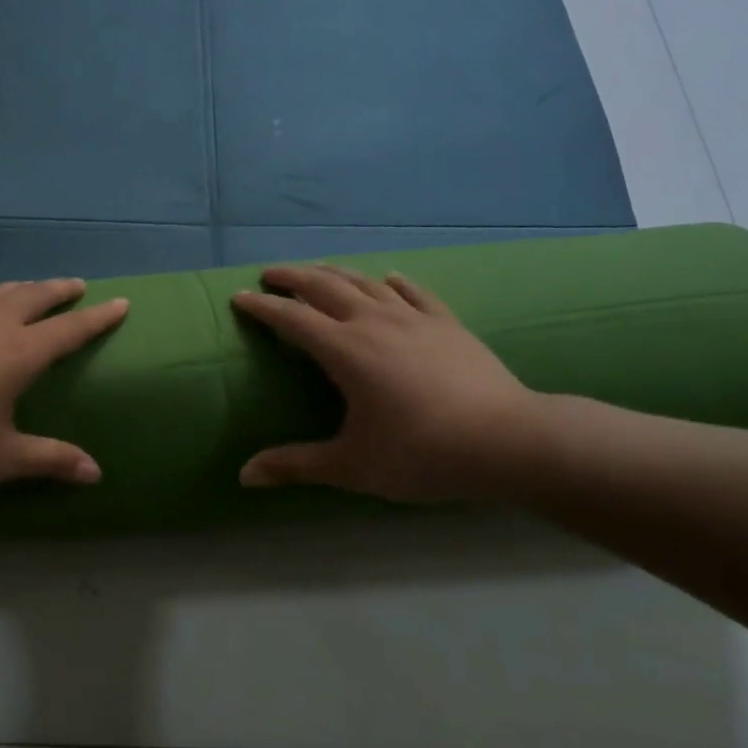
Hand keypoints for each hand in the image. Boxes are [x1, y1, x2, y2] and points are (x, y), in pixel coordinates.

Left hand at [0, 279, 128, 495]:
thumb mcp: (3, 458)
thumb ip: (51, 460)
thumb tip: (96, 473)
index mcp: (18, 354)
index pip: (69, 330)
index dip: (98, 318)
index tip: (120, 302)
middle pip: (32, 298)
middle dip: (59, 290)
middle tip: (76, 285)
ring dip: (17, 289)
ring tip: (28, 289)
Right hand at [231, 264, 547, 501]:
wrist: (508, 441)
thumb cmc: (422, 454)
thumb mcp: (352, 466)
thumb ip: (296, 465)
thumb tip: (244, 475)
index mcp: (345, 350)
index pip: (291, 319)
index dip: (262, 307)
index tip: (238, 297)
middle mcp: (374, 322)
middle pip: (324, 286)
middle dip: (292, 277)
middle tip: (270, 274)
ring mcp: (414, 318)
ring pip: (365, 282)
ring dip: (334, 273)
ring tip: (316, 272)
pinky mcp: (447, 323)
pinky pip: (413, 291)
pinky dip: (393, 282)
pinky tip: (389, 278)